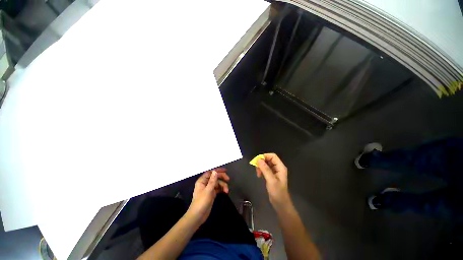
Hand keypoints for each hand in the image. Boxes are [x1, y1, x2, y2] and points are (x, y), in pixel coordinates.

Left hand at [187, 168, 229, 224]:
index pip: (210, 172)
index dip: (217, 170)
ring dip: (223, 185)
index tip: (225, 171)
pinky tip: (225, 192)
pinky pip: (218, 189)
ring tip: (227, 190)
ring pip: (217, 183)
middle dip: (222, 178)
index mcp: (202, 181)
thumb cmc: (201, 202)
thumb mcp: (208, 190)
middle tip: (228, 179)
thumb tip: (215, 171)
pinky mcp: (211, 194)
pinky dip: (222, 189)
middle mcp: (205, 183)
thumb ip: (212, 180)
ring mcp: (209, 189)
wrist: (197, 216)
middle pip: (215, 177)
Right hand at [256, 153, 290, 208]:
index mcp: (280, 167)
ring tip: (258, 173)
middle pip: (268, 159)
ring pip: (266, 164)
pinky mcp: (271, 175)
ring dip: (260, 167)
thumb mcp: (271, 180)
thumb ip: (265, 169)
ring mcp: (274, 171)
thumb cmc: (277, 192)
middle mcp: (278, 167)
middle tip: (256, 168)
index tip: (257, 161)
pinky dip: (261, 170)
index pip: (273, 156)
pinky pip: (265, 169)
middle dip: (262, 162)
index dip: (265, 156)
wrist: (280, 204)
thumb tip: (258, 159)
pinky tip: (259, 175)